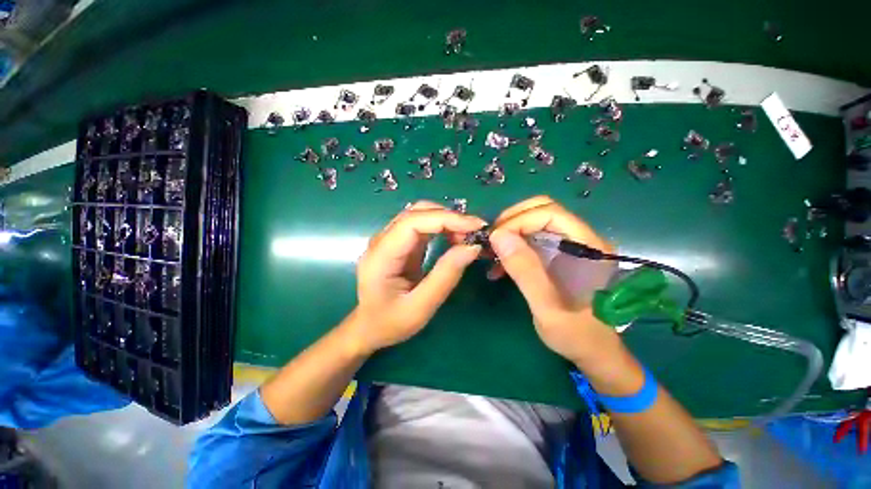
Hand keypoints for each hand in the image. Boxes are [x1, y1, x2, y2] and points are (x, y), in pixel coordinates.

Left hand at [347, 201, 485, 354]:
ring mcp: (389, 239)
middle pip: (416, 212)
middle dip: (449, 217)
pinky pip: (422, 226)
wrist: (368, 327)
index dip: (446, 218)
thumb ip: (445, 277)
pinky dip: (441, 227)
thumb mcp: (420, 308)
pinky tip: (455, 238)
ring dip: (446, 220)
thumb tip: (472, 247)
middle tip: (475, 232)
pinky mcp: (399, 243)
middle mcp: (382, 240)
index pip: (413, 222)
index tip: (475, 226)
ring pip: (420, 214)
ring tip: (467, 236)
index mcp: (381, 255)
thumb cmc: (390, 323)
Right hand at [487, 196, 618, 363]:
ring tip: (492, 255)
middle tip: (491, 242)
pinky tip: (500, 266)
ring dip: (509, 234)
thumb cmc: (578, 335)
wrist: (596, 353)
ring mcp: (569, 247)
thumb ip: (525, 271)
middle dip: (511, 222)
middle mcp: (580, 239)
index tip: (495, 240)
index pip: (550, 213)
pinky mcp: (558, 256)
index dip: (518, 221)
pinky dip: (513, 247)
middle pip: (542, 211)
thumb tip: (498, 236)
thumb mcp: (548, 308)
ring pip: (534, 223)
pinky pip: (531, 240)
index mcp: (588, 247)